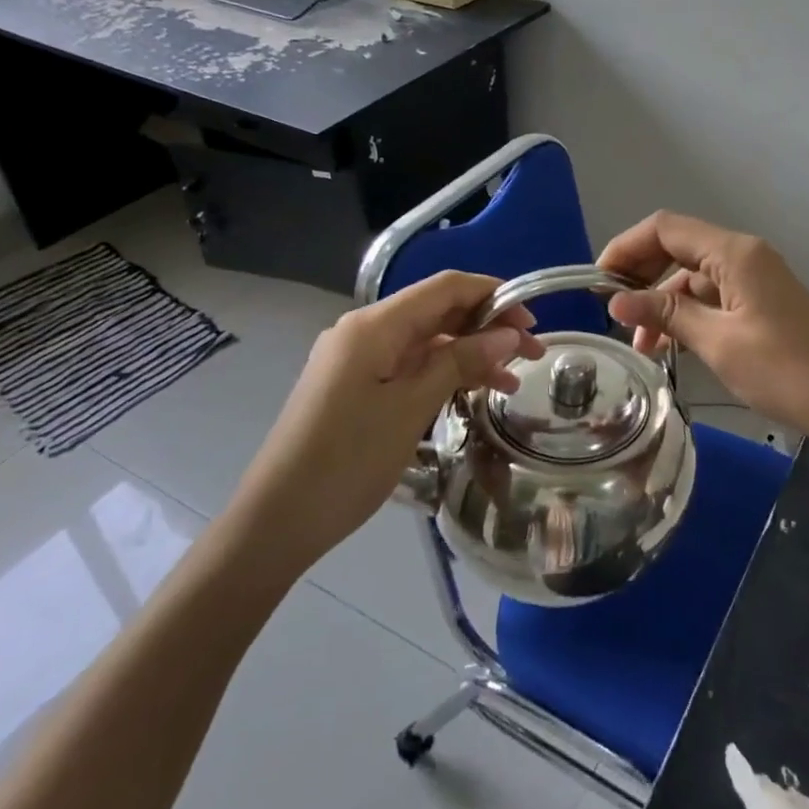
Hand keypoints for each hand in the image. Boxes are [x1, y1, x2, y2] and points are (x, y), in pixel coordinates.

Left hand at [228, 271, 545, 578]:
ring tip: (511, 383)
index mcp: (374, 325)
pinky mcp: (356, 386)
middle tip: (531, 354)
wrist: (277, 520)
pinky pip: (410, 365)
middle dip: (487, 326)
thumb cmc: (347, 460)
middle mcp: (365, 331)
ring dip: (470, 353)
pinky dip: (444, 373)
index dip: (493, 294)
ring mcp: (358, 359)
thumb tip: (508, 333)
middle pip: (438, 311)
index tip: (532, 321)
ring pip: (427, 341)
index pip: (445, 288)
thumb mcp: (412, 407)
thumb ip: (460, 362)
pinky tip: (472, 393)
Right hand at [597, 212, 808, 446]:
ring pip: (694, 276)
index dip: (626, 248)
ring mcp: (756, 278)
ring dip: (663, 302)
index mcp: (734, 253)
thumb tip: (616, 300)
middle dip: (641, 274)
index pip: (666, 228)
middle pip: (678, 247)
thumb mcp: (718, 342)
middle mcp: (744, 255)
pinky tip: (671, 346)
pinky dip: (688, 314)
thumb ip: (667, 313)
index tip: (597, 283)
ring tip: (640, 345)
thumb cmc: (784, 370)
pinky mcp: (762, 302)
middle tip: (613, 312)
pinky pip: (714, 297)